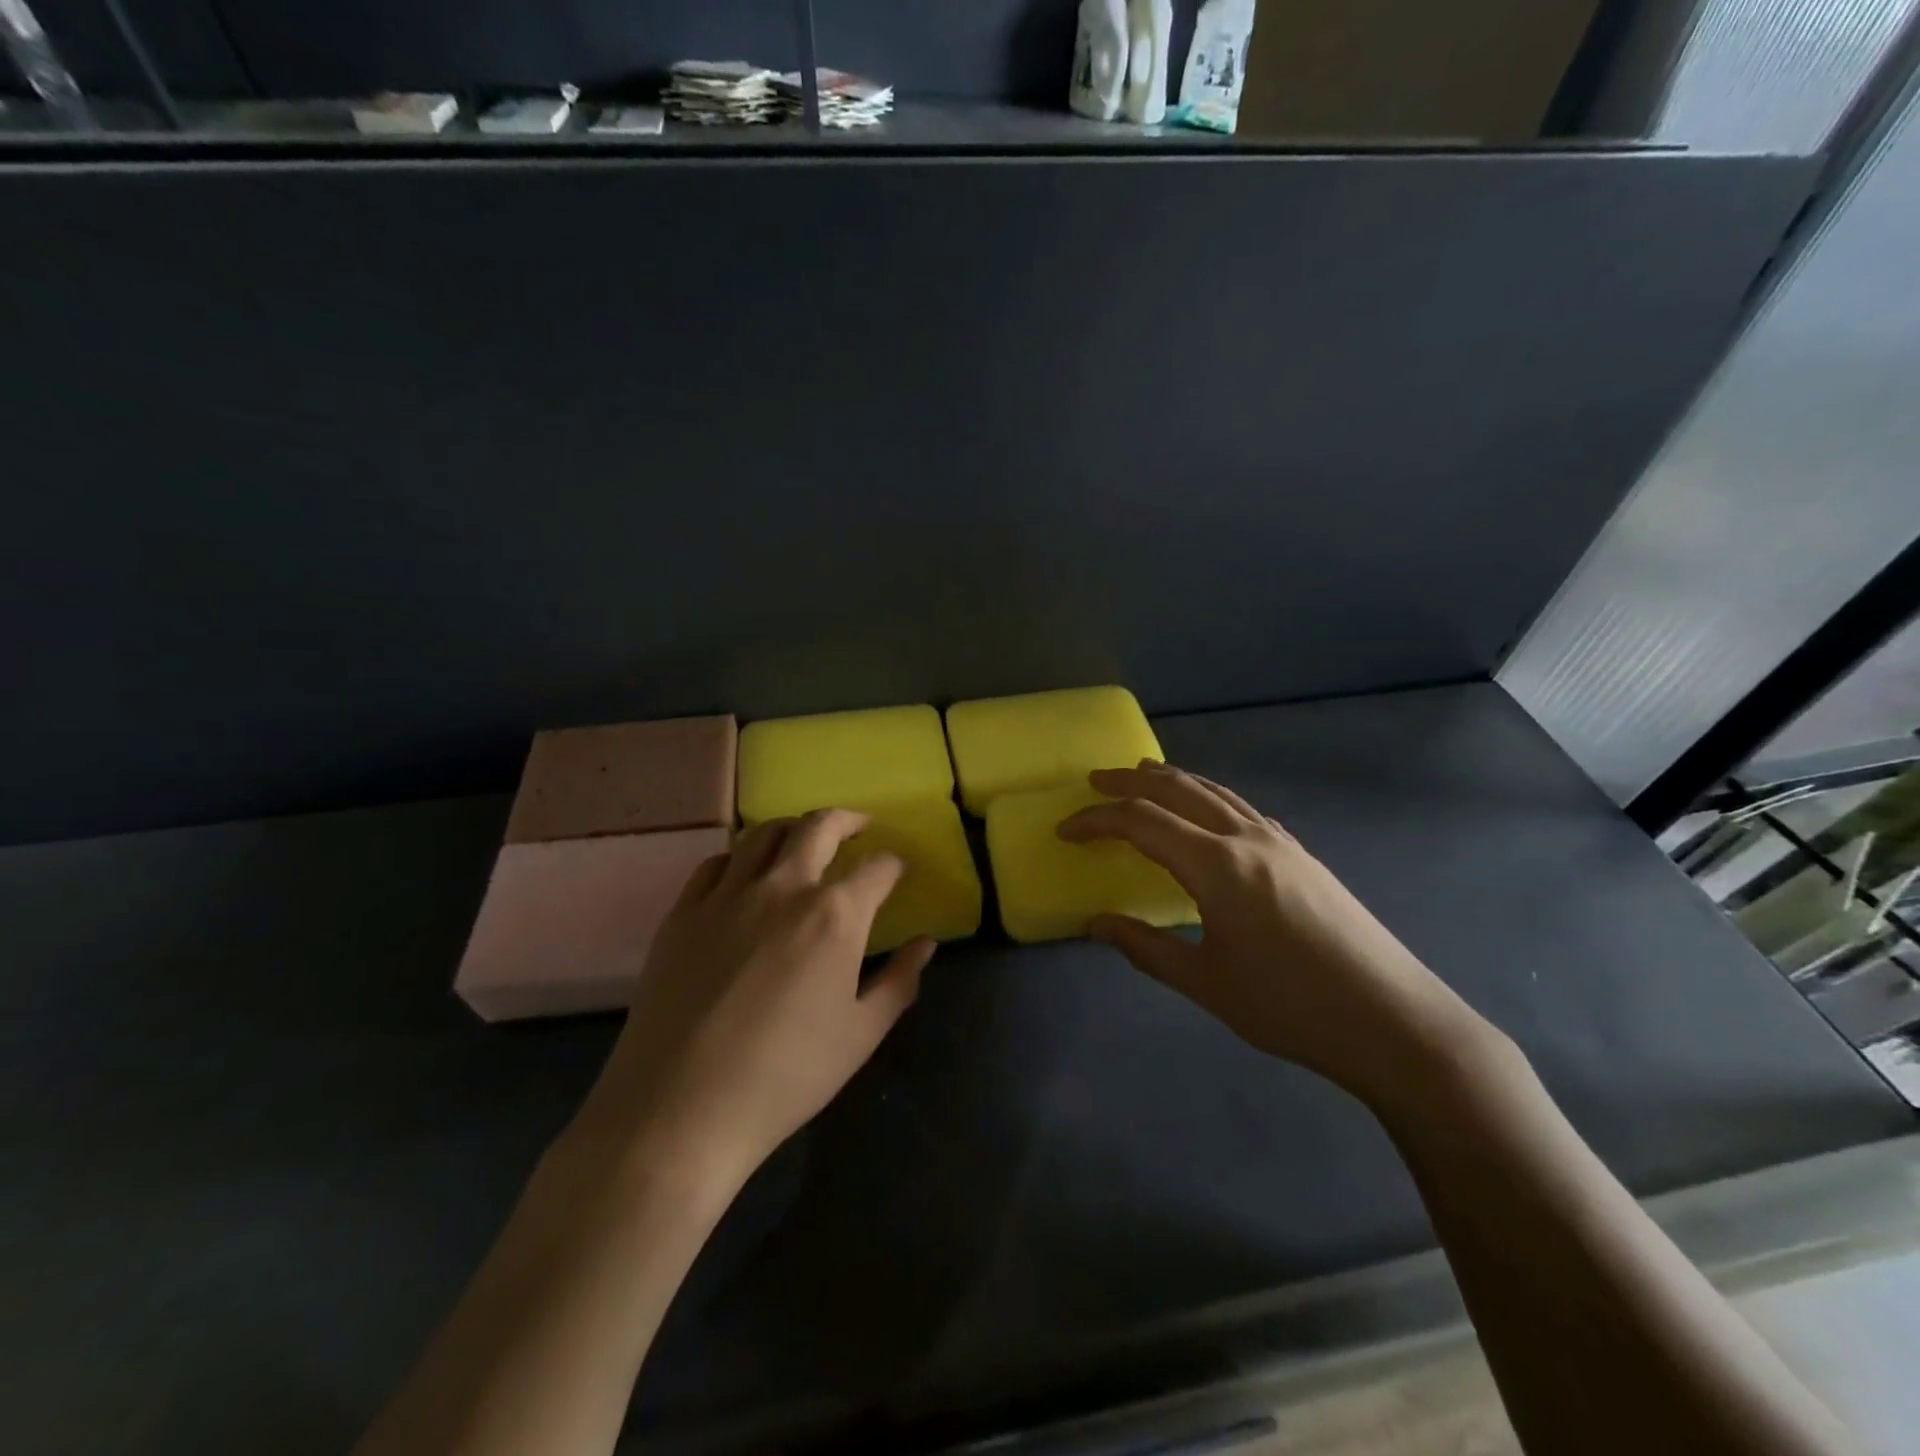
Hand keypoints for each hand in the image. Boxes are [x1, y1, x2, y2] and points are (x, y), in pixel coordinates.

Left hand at [570, 810, 932, 1194]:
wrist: (680, 1109)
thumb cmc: (786, 1076)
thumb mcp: (860, 1035)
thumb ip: (899, 981)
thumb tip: (926, 943)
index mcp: (835, 915)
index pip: (877, 868)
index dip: (894, 865)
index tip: (897, 871)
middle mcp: (784, 887)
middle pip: (819, 826)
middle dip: (847, 820)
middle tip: (859, 826)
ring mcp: (727, 895)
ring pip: (763, 834)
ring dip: (793, 828)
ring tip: (804, 839)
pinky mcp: (683, 912)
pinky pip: (715, 864)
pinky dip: (739, 858)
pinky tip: (744, 874)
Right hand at [1058, 763, 1482, 1104]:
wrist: (1393, 1021)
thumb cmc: (1290, 1007)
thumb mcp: (1206, 984)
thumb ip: (1145, 948)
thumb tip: (1096, 924)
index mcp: (1217, 866)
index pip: (1142, 822)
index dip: (1098, 820)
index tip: (1066, 829)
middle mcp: (1246, 838)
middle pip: (1179, 790)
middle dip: (1131, 781)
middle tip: (1095, 779)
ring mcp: (1280, 842)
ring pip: (1216, 792)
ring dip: (1174, 780)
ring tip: (1144, 774)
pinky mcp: (1302, 855)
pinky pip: (1242, 809)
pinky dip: (1209, 797)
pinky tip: (1207, 812)